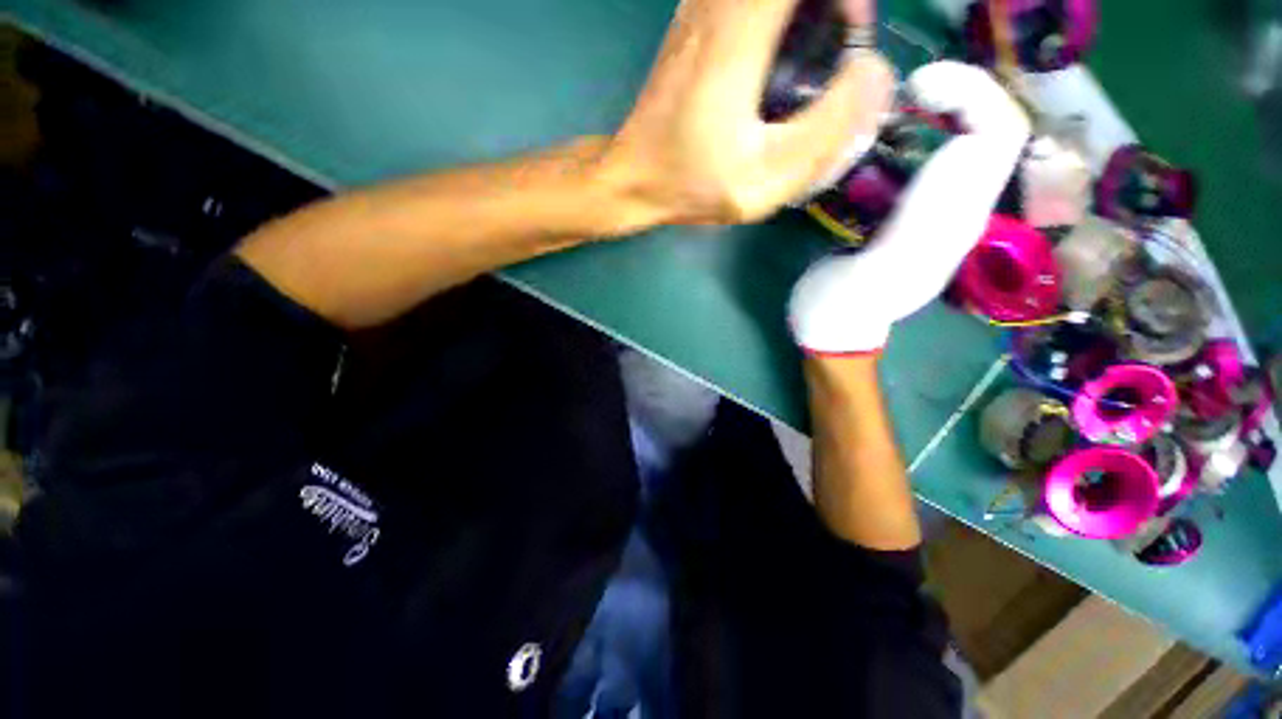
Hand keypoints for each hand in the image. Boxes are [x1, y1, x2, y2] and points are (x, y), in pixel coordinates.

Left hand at [600, 0, 894, 225]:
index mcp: (740, 34)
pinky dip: (779, 15)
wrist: (633, 178)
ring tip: (812, 52)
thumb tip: (873, 73)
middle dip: (830, 5)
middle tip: (838, 44)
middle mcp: (718, 5)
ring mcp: (700, 6)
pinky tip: (778, 55)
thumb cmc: (692, 184)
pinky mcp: (693, 20)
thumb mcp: (763, 180)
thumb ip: (826, 130)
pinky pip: (750, 2)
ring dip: (805, 11)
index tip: (852, 33)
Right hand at [789, 61, 1030, 353]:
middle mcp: (961, 211)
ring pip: (976, 139)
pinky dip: (928, 132)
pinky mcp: (922, 215)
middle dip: (962, 92)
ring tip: (902, 105)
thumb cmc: (837, 309)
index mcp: (951, 223)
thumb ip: (911, 231)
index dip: (971, 95)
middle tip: (907, 91)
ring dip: (949, 108)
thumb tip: (956, 159)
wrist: (834, 330)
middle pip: (995, 130)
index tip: (914, 90)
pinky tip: (891, 138)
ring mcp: (943, 213)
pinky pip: (947, 157)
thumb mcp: (866, 281)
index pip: (997, 138)